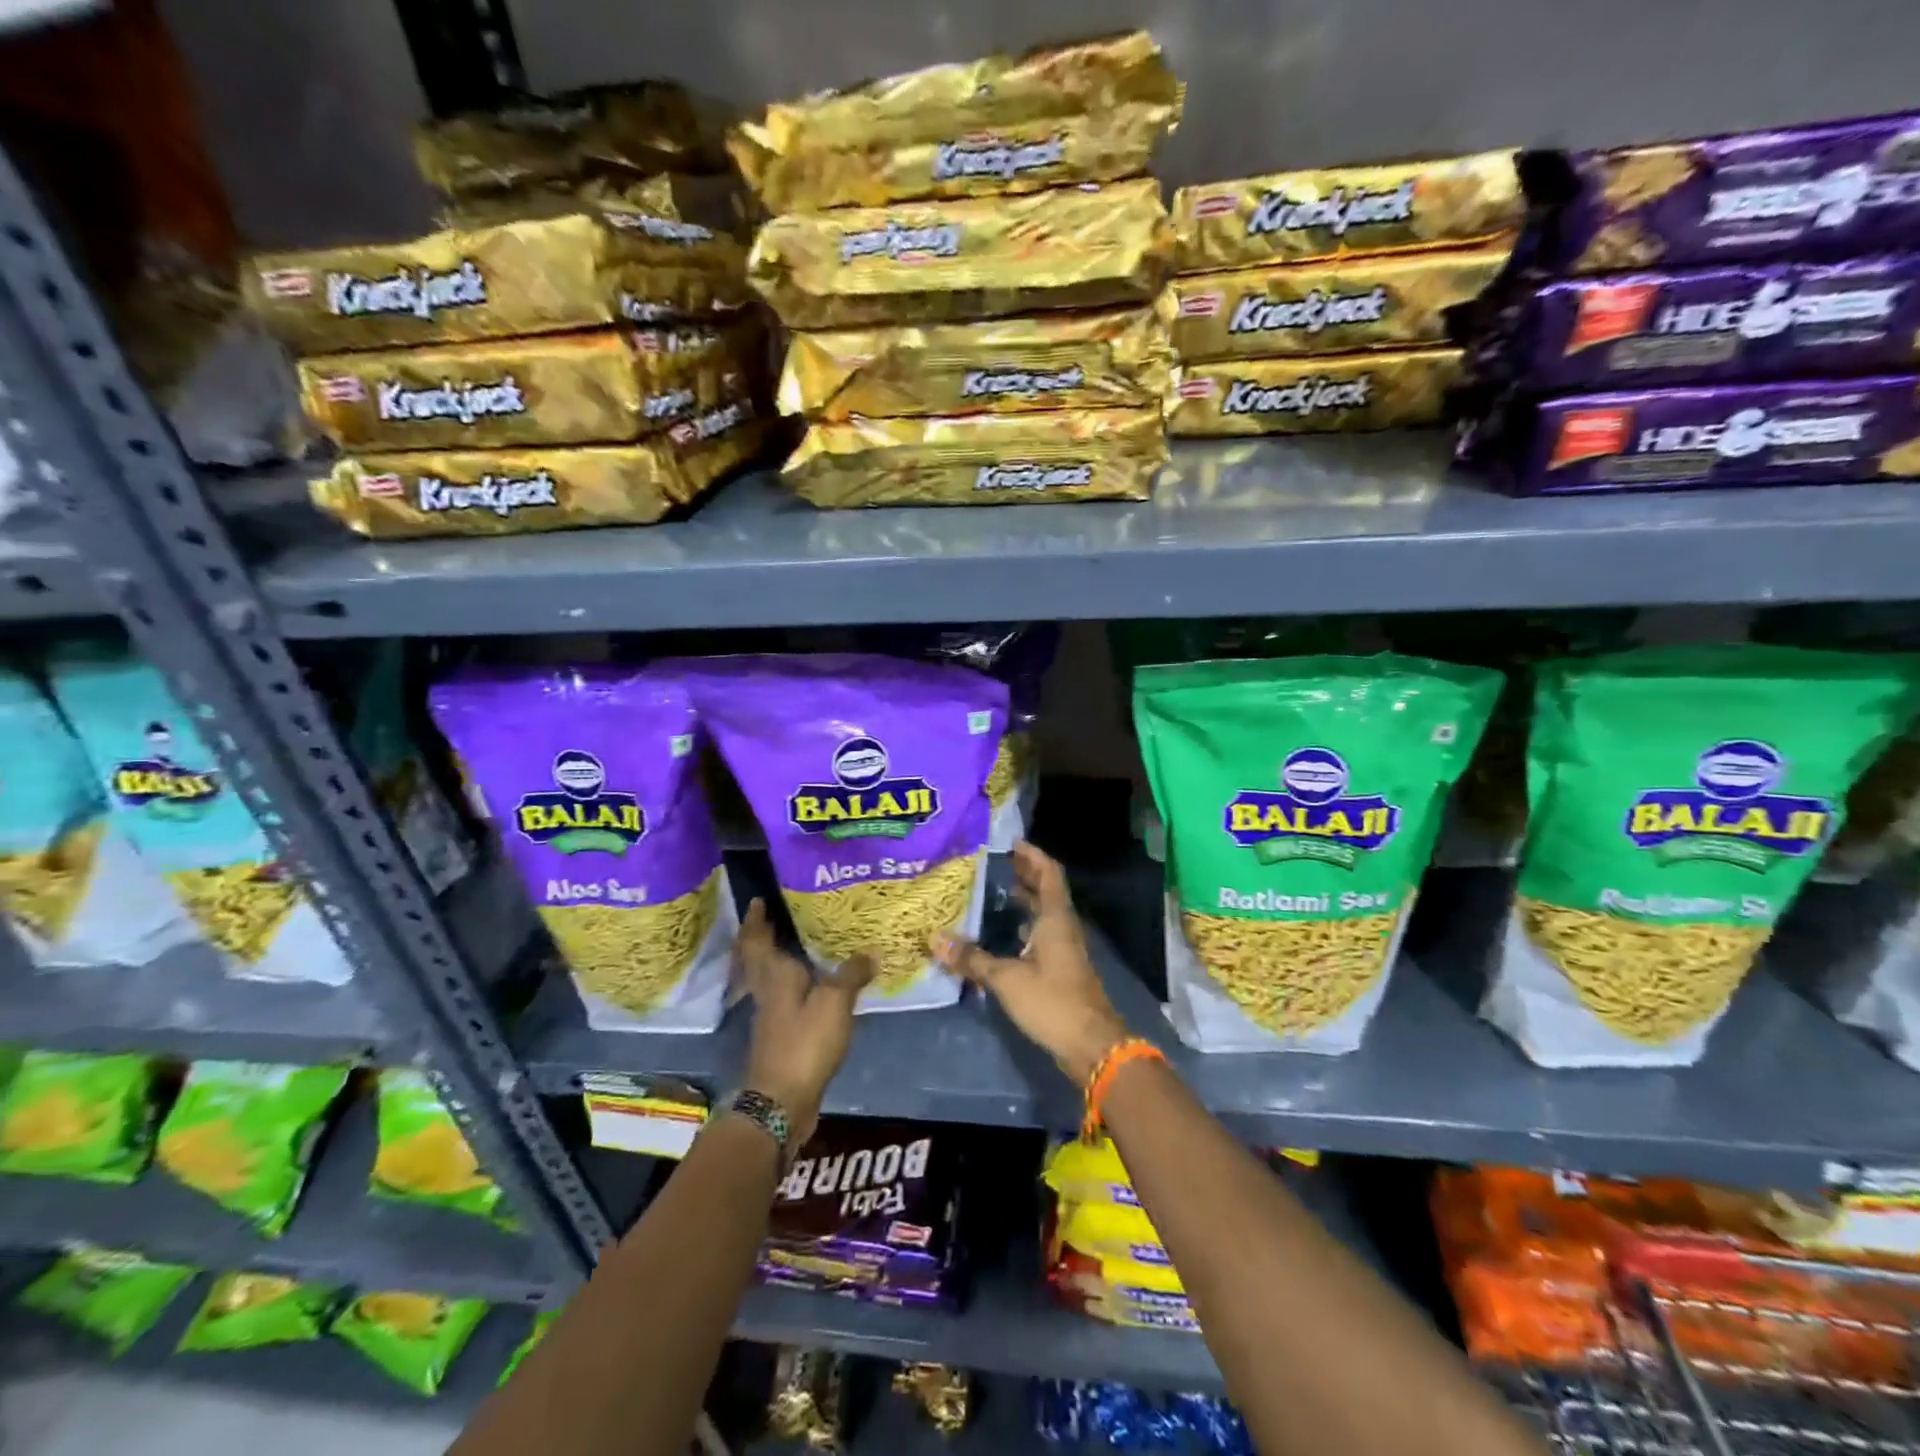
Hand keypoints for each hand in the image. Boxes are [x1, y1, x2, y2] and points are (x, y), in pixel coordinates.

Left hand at [738, 899, 872, 1146]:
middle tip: (778, 916)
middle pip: (758, 959)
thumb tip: (869, 953)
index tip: (757, 900)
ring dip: (778, 960)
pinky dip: (794, 985)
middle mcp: (767, 992)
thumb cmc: (804, 1043)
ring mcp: (771, 1017)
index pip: (757, 940)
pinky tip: (814, 986)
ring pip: (770, 978)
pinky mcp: (781, 1037)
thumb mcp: (835, 1002)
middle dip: (763, 937)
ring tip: (801, 945)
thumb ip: (851, 974)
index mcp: (774, 976)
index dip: (755, 920)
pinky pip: (785, 999)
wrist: (781, 1102)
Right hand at [933, 841, 1128, 1083]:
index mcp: (1055, 919)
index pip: (1048, 873)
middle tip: (996, 863)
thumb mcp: (1007, 979)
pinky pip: (1042, 934)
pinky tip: (1005, 933)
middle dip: (1025, 874)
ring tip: (995, 891)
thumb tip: (936, 940)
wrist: (1092, 1045)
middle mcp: (1063, 927)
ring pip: (1045, 913)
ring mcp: (1065, 949)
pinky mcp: (1062, 969)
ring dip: (1025, 900)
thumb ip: (973, 960)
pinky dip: (1025, 925)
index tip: (1011, 842)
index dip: (1032, 855)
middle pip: (1047, 890)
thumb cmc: (1052, 1002)